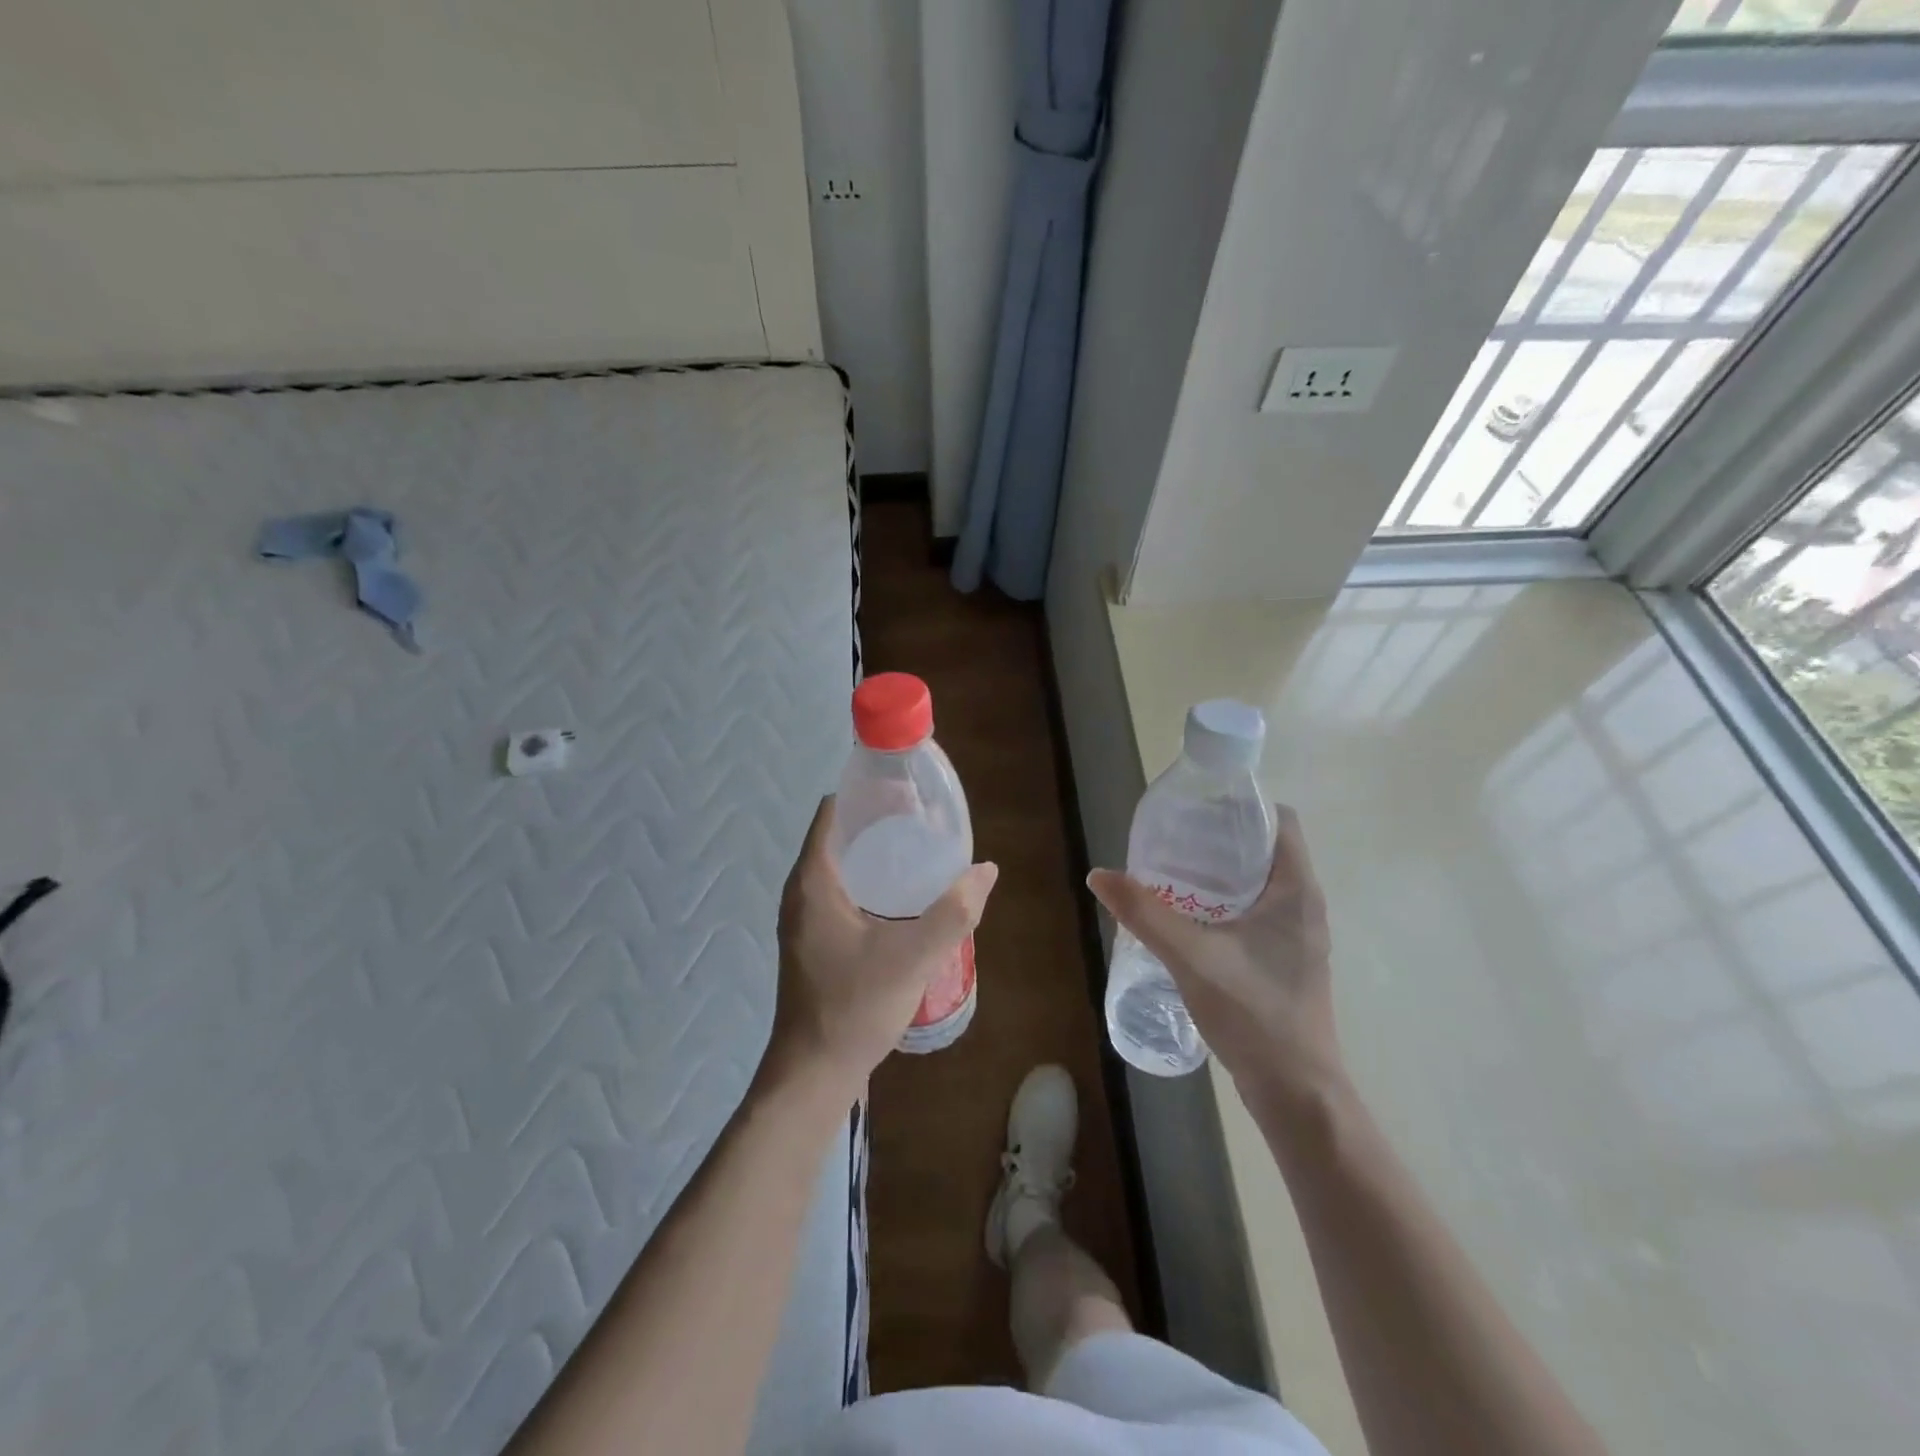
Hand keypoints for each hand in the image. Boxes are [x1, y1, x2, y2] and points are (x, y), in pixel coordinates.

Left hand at [769, 796, 997, 1090]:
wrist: (814, 1074)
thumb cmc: (854, 1007)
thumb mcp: (912, 957)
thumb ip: (953, 912)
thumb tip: (987, 870)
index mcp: (813, 881)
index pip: (833, 812)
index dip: (867, 794)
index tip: (907, 792)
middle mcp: (802, 892)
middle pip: (840, 837)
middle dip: (880, 824)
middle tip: (925, 822)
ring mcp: (805, 919)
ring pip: (841, 868)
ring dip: (876, 856)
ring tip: (921, 854)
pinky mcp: (814, 942)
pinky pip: (842, 894)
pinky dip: (870, 884)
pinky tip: (904, 899)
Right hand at [1088, 806, 1340, 1098]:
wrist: (1296, 1092)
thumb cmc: (1254, 1013)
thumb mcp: (1191, 957)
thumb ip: (1144, 913)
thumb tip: (1099, 875)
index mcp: (1296, 890)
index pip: (1279, 821)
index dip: (1242, 805)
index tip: (1198, 806)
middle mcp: (1304, 906)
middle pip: (1265, 849)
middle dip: (1220, 838)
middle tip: (1172, 837)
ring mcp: (1297, 937)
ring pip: (1260, 884)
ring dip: (1220, 874)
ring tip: (1172, 872)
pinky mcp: (1286, 962)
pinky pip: (1256, 913)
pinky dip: (1225, 904)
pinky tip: (1188, 918)